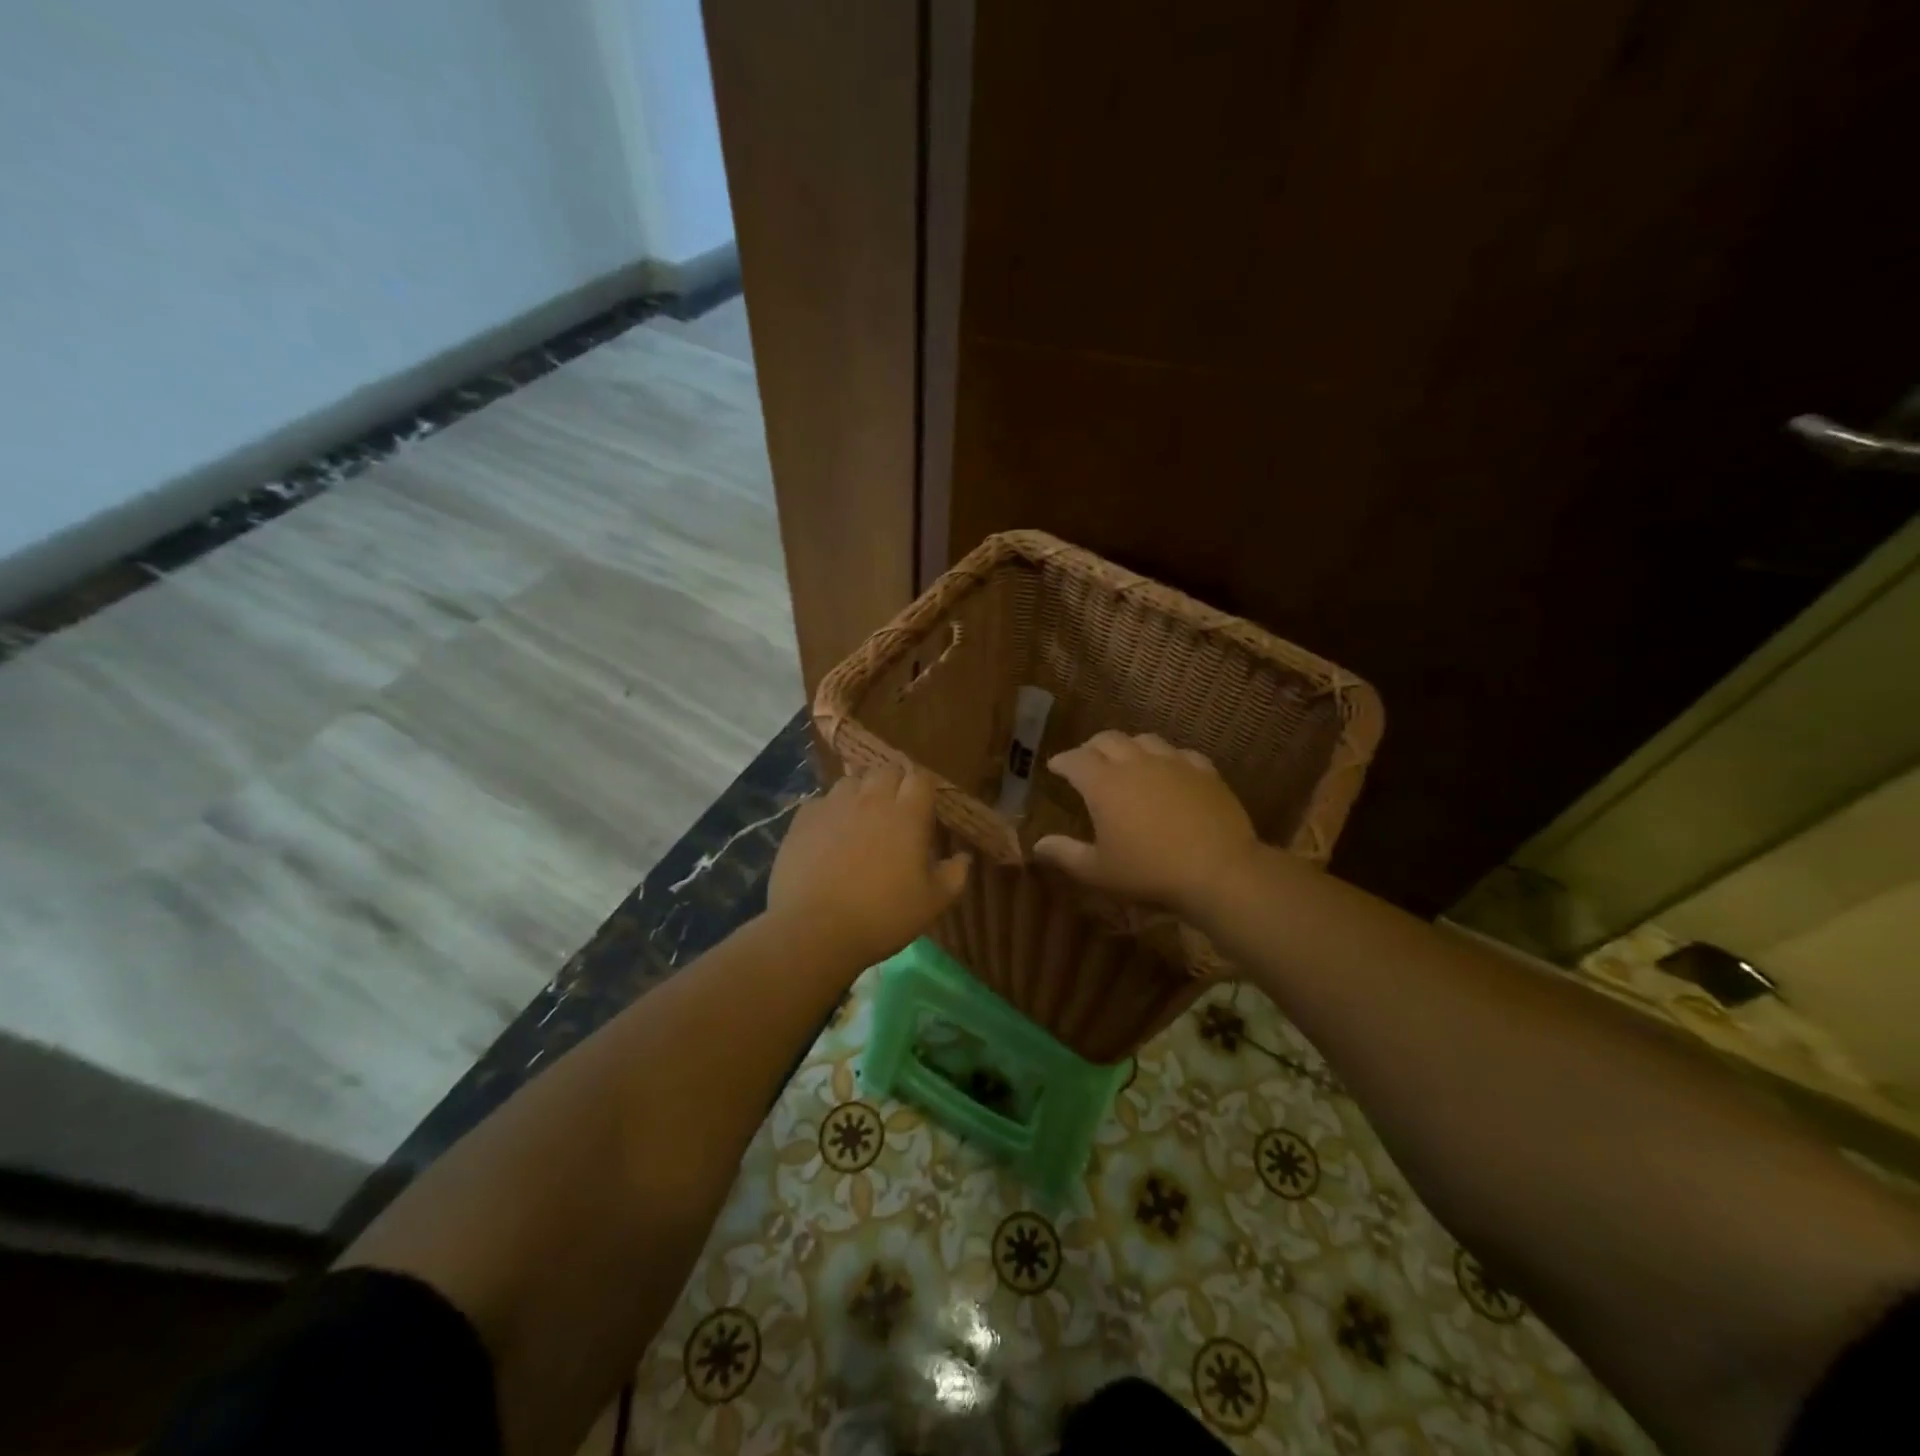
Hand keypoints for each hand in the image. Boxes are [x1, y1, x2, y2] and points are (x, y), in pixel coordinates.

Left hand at [767, 764, 971, 968]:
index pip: (920, 778)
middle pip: (886, 770)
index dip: (924, 788)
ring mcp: (834, 805)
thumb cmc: (882, 916)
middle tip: (896, 810)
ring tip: (861, 817)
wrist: (814, 930)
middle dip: (894, 783)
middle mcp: (871, 799)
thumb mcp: (932, 903)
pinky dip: (830, 810)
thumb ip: (954, 875)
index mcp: (907, 815)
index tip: (925, 806)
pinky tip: (829, 833)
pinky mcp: (803, 818)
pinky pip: (821, 801)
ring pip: (851, 781)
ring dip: (861, 792)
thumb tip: (964, 857)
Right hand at [1033, 731, 1257, 913]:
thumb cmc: (1149, 872)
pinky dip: (1166, 757)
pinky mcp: (1204, 771)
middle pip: (1107, 739)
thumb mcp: (1098, 871)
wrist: (1218, 871)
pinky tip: (1168, 769)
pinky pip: (1180, 753)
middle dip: (1091, 747)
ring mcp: (1173, 763)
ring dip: (1128, 746)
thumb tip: (1037, 845)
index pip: (1075, 760)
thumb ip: (1065, 854)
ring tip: (1126, 760)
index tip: (1055, 767)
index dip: (1062, 761)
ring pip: (1144, 739)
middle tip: (1086, 760)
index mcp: (1104, 784)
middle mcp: (1135, 763)